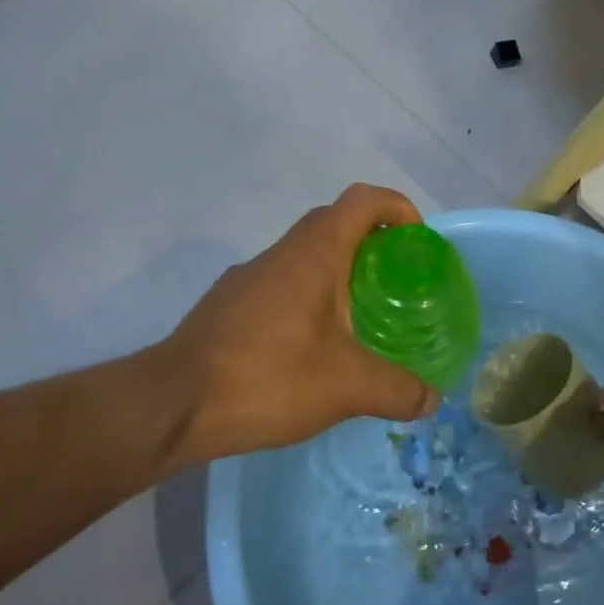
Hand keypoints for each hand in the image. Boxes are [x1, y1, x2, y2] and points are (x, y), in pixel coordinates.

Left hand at [152, 184, 441, 468]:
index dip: (397, 208)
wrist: (172, 404)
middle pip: (335, 221)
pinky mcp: (228, 303)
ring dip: (336, 270)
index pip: (363, 200)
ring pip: (304, 253)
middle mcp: (282, 252)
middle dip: (372, 240)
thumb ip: (397, 390)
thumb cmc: (268, 376)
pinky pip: (280, 282)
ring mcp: (250, 276)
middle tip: (395, 280)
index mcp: (315, 252)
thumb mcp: (346, 387)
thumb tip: (431, 400)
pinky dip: (306, 296)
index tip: (417, 241)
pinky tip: (309, 346)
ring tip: (358, 317)